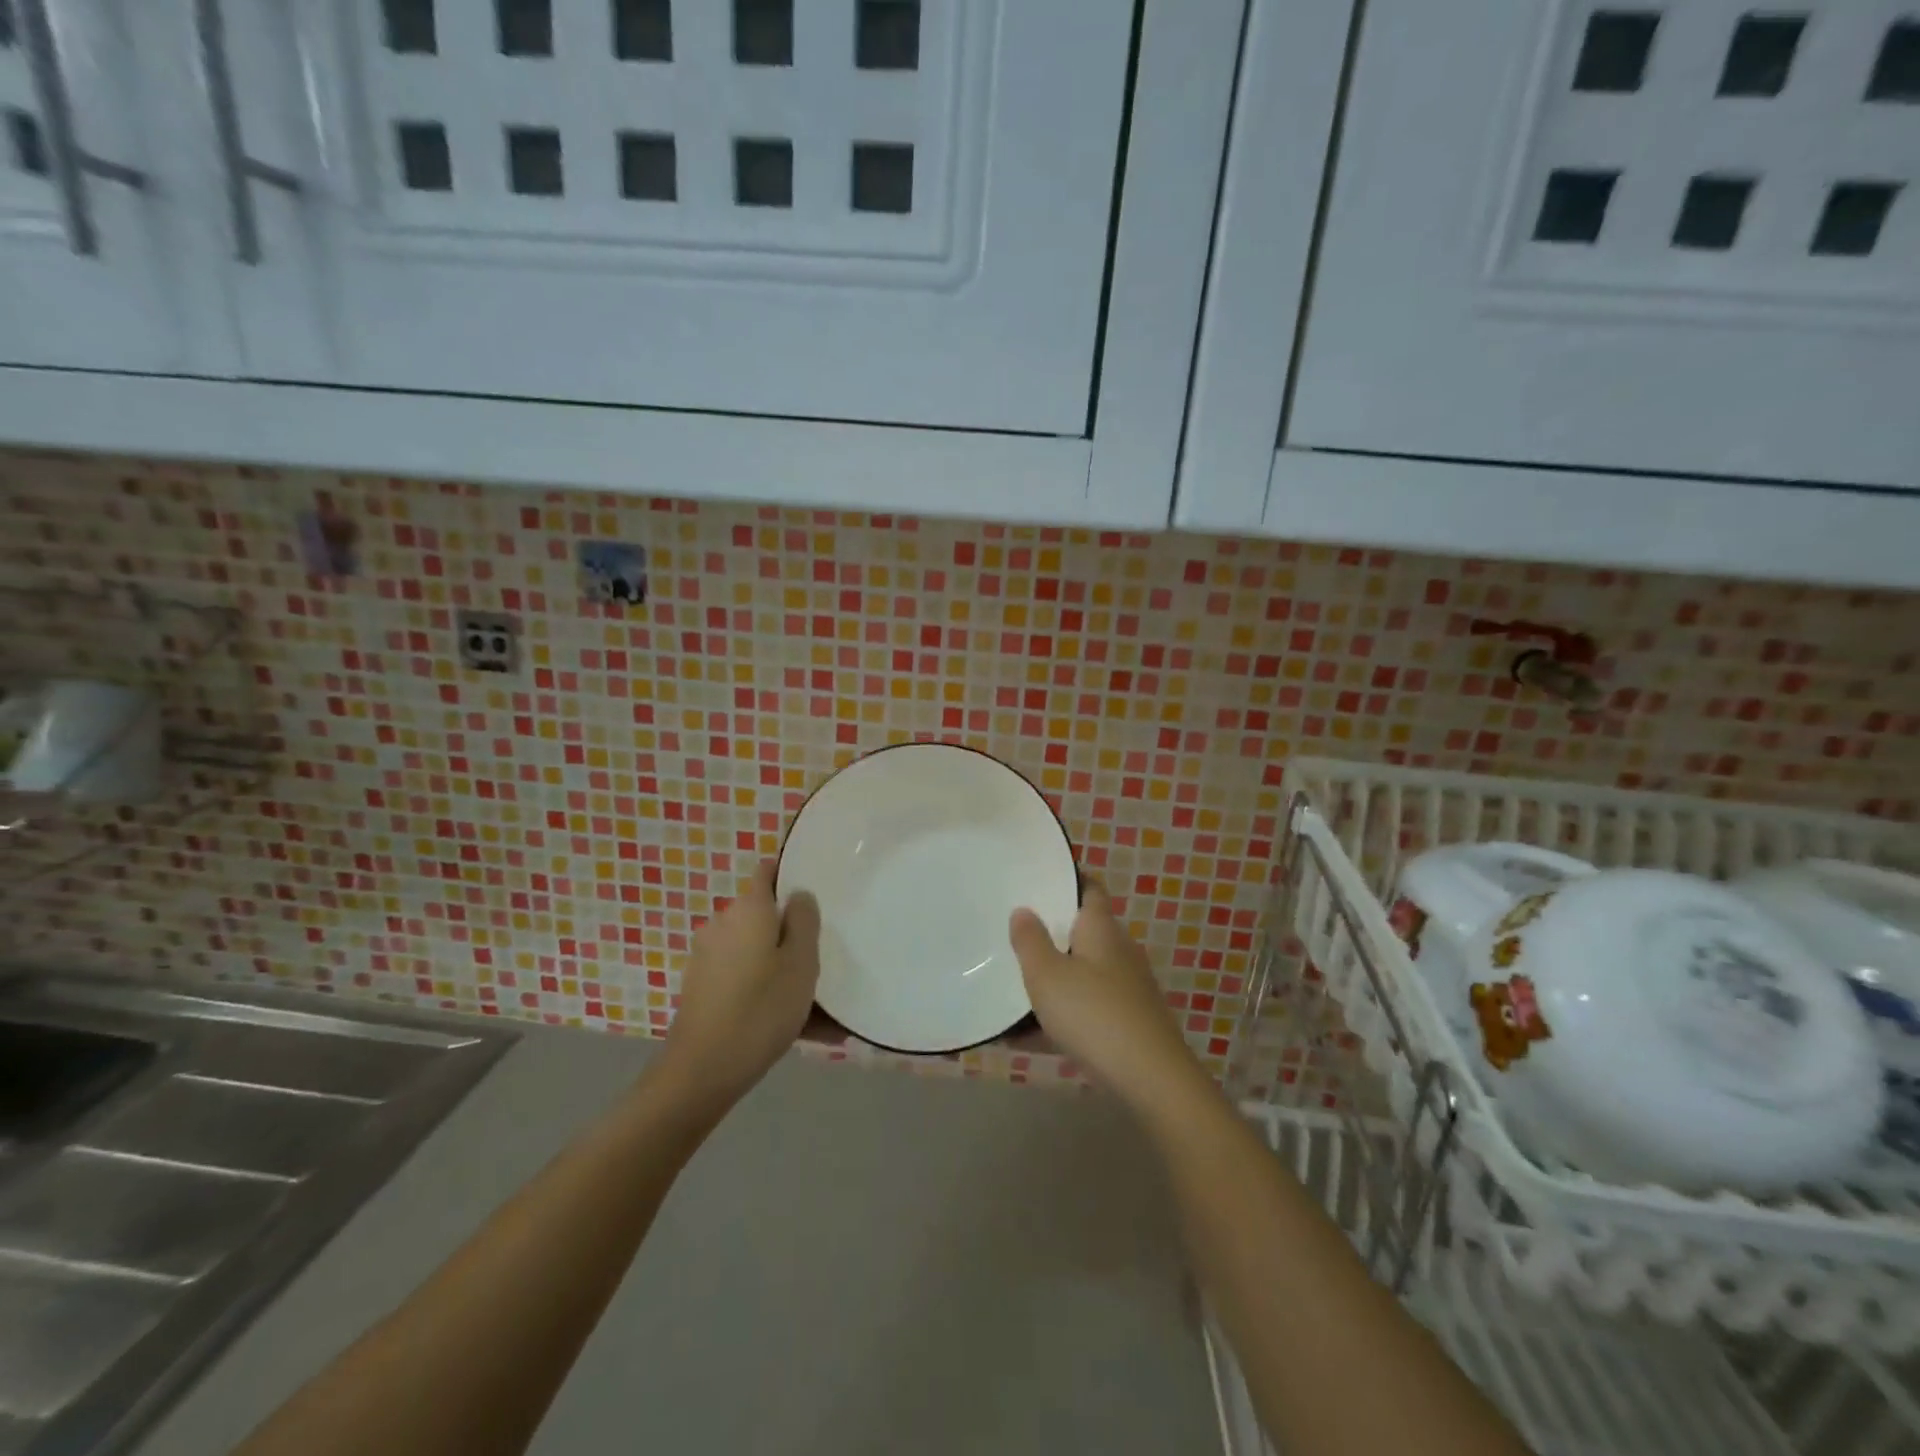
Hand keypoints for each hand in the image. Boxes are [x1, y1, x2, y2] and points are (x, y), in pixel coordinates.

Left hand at [659, 862, 820, 1109]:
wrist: (702, 1071)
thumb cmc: (761, 1009)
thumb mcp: (801, 963)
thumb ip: (805, 921)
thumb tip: (798, 895)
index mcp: (749, 910)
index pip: (767, 872)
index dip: (790, 875)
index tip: (817, 895)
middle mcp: (723, 924)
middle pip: (765, 916)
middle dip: (791, 933)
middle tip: (823, 959)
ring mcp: (708, 957)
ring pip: (757, 952)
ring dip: (781, 968)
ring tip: (817, 1006)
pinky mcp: (702, 987)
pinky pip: (745, 978)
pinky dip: (765, 991)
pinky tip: (795, 1026)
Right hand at [1009, 880, 1198, 1105]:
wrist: (1151, 1079)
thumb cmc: (1093, 1014)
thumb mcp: (1047, 975)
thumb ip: (1030, 941)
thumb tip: (1023, 910)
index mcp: (1102, 929)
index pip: (1090, 888)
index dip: (1068, 880)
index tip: (1039, 878)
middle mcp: (1119, 951)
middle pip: (1084, 932)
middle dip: (1052, 933)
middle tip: (1013, 932)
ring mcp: (1128, 988)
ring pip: (1083, 973)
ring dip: (1054, 978)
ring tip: (1013, 985)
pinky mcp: (1129, 1022)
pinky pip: (1087, 1008)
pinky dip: (1061, 1015)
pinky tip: (1026, 1038)